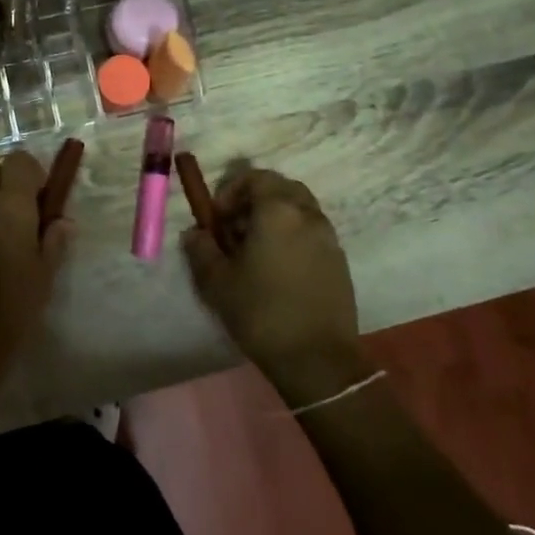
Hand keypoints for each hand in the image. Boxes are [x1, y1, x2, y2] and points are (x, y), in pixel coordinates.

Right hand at [182, 169, 359, 388]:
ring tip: (255, 250)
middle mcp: (308, 215)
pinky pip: (312, 231)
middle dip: (255, 199)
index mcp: (278, 211)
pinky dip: (292, 235)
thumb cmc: (261, 312)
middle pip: (281, 188)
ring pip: (299, 209)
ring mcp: (328, 237)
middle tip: (235, 228)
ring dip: (275, 217)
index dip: (232, 190)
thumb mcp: (217, 282)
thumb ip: (201, 249)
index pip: (256, 177)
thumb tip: (195, 233)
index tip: (217, 217)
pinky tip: (277, 268)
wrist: (317, 358)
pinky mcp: (339, 260)